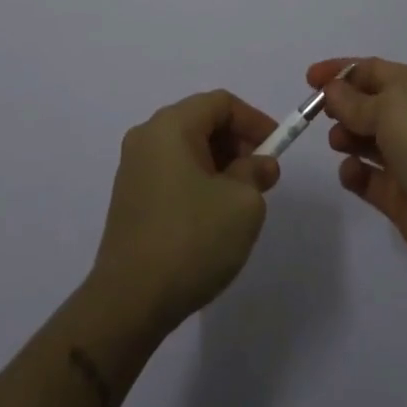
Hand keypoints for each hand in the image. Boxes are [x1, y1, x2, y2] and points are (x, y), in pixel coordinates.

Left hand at [89, 90, 280, 336]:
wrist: (129, 302)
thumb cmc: (191, 240)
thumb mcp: (242, 204)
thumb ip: (256, 173)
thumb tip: (259, 165)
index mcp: (170, 126)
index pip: (220, 103)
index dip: (254, 120)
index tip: (277, 148)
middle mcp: (147, 136)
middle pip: (201, 121)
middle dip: (237, 143)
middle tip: (261, 176)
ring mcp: (133, 168)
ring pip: (187, 149)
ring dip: (220, 164)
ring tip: (241, 200)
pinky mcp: (129, 198)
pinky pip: (172, 172)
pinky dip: (198, 181)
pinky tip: (212, 217)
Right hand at [310, 57, 406, 274]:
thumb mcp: (391, 107)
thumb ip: (355, 100)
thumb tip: (332, 90)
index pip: (374, 71)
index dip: (341, 72)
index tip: (310, 79)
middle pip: (368, 105)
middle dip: (342, 106)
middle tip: (321, 114)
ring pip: (366, 140)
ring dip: (347, 137)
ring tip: (339, 141)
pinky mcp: (399, 195)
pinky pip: (368, 177)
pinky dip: (355, 172)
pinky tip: (352, 172)